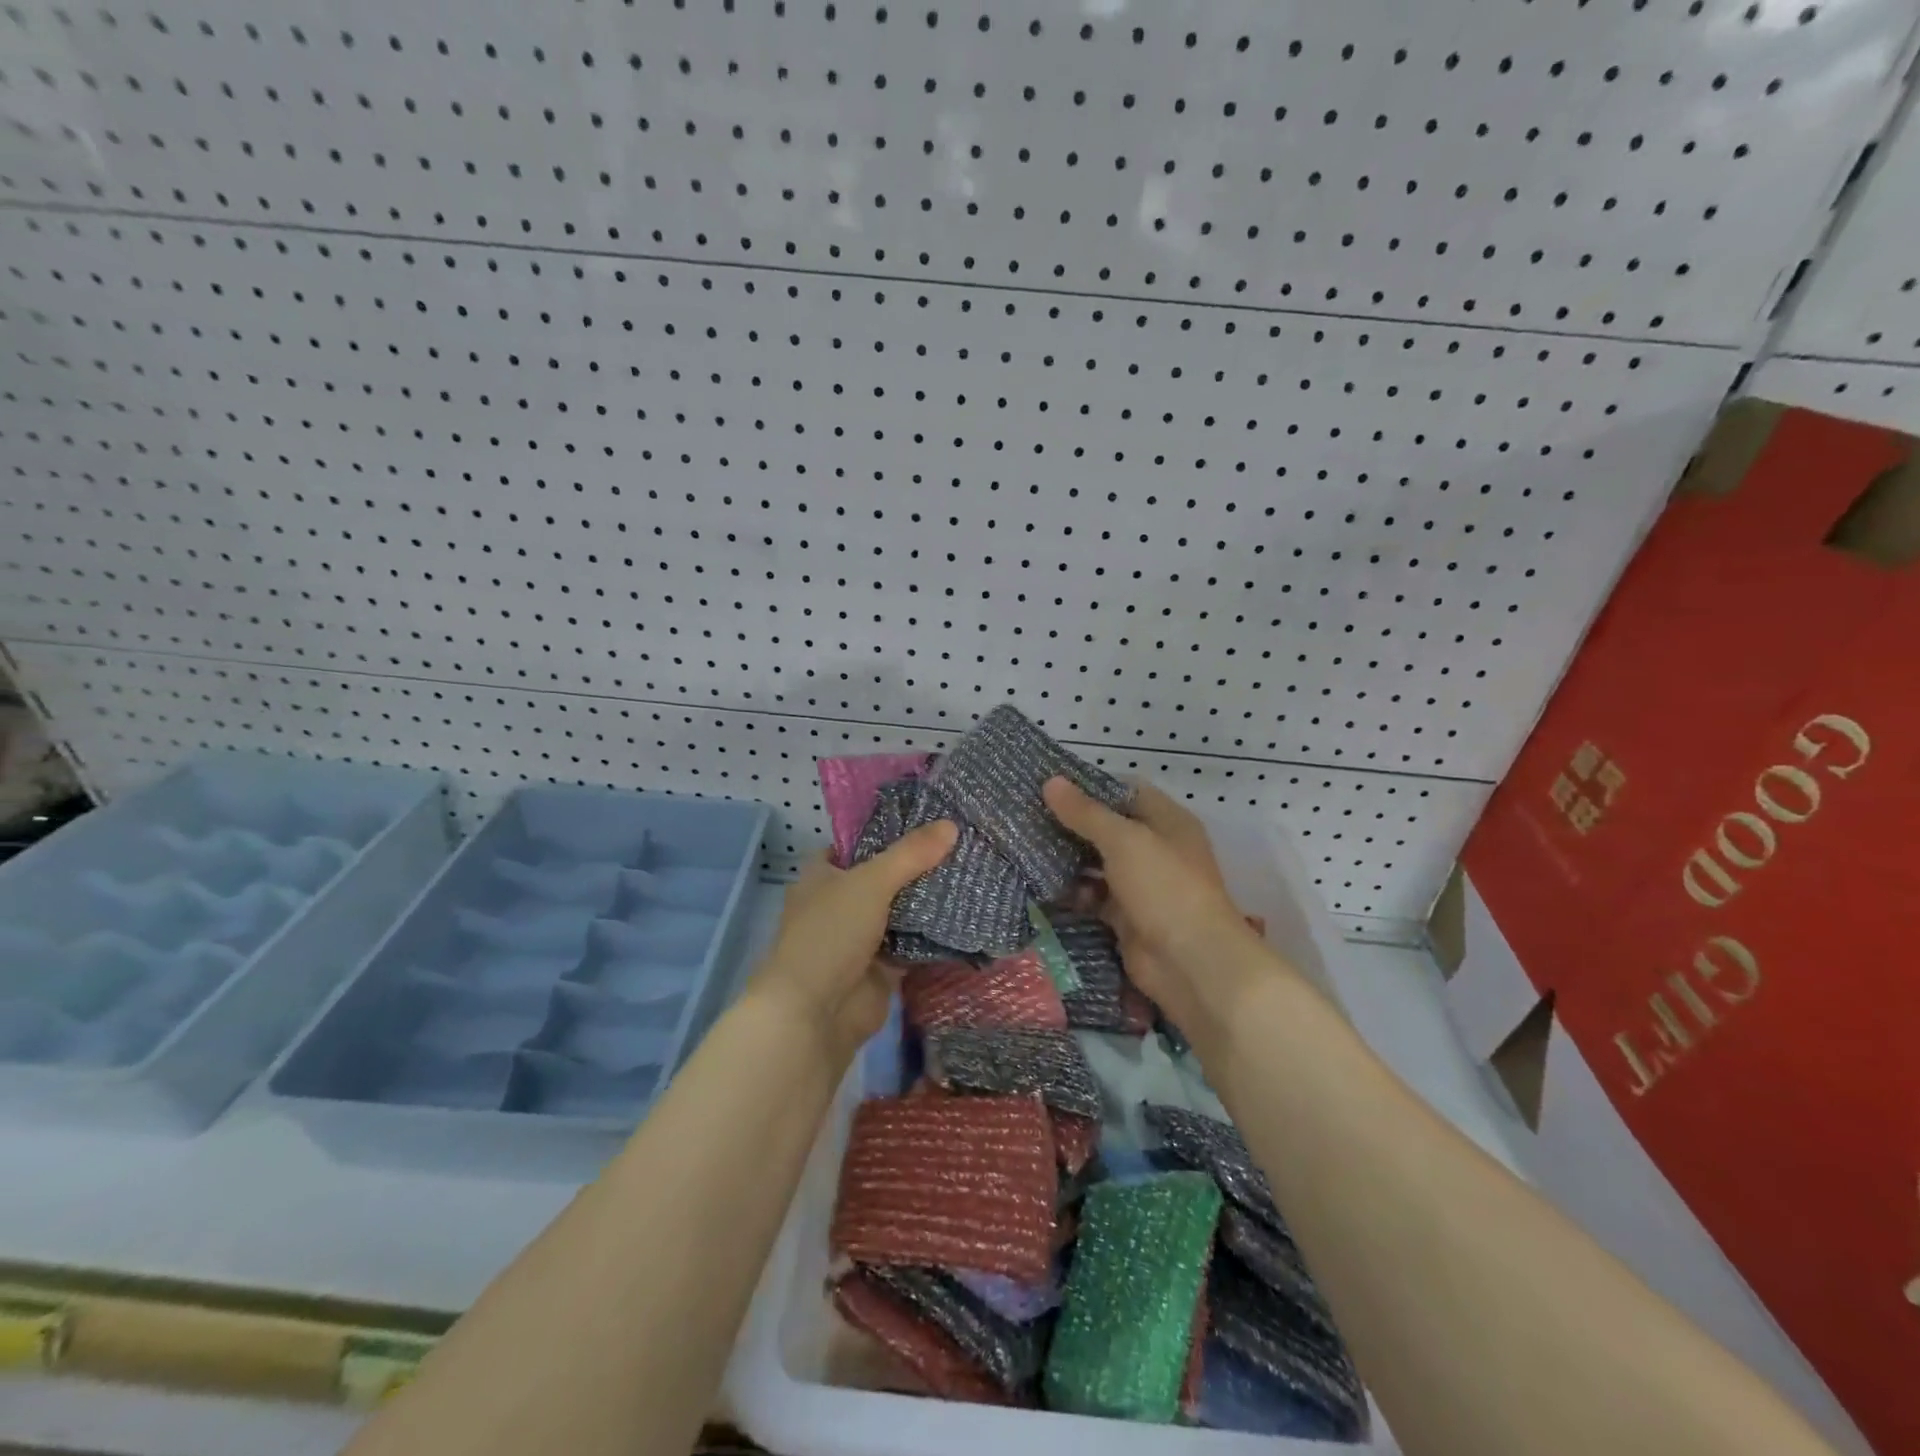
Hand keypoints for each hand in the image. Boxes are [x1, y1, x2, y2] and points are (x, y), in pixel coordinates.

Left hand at [748, 820, 957, 1061]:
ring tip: (973, 873)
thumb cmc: (830, 934)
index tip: (927, 819)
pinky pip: (913, 944)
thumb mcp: (870, 883)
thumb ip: (910, 855)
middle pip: (884, 877)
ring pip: (901, 911)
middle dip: (918, 866)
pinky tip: (967, 916)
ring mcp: (861, 938)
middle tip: (962, 844)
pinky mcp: (882, 968)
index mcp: (822, 876)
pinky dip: (934, 935)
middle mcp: (840, 903)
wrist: (815, 1014)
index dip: (886, 832)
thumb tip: (951, 825)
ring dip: (929, 900)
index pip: (856, 844)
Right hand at [1042, 777, 1269, 1034]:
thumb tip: (1050, 781)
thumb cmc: (1164, 887)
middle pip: (1109, 828)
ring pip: (1098, 863)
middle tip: (1029, 816)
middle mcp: (1156, 848)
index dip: (1090, 787)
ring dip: (1069, 859)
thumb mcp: (1124, 841)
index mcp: (1167, 821)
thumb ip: (1085, 813)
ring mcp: (1142, 885)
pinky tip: (1044, 886)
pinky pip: (1095, 896)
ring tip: (1027, 848)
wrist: (1191, 963)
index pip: (1125, 791)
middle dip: (1073, 824)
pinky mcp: (1127, 917)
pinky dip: (1074, 892)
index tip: (1050, 785)